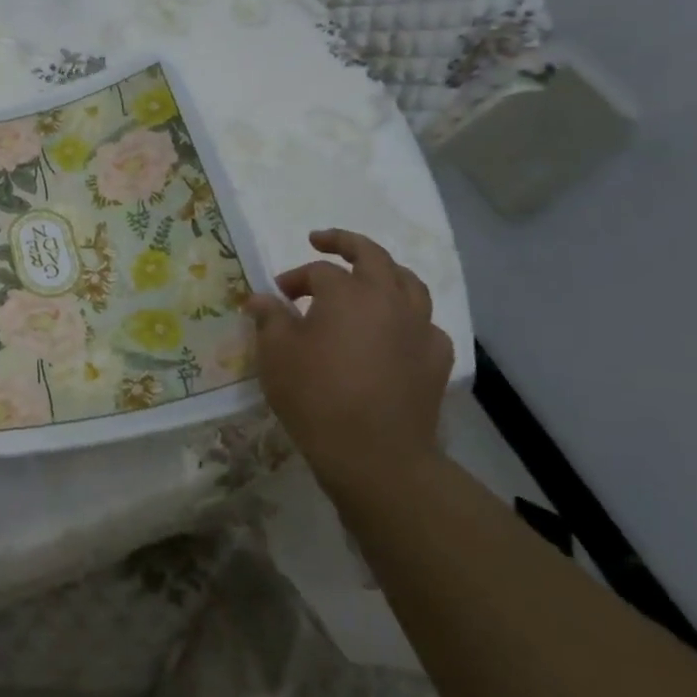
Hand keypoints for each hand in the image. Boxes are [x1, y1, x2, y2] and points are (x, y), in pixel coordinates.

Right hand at [244, 229, 453, 497]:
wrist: (375, 455)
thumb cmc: (315, 396)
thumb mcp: (276, 354)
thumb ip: (269, 318)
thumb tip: (260, 299)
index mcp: (348, 293)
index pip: (319, 271)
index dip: (295, 278)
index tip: (277, 296)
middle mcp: (389, 300)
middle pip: (373, 256)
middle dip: (345, 243)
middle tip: (322, 241)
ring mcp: (419, 329)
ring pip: (409, 283)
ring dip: (384, 273)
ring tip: (367, 278)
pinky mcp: (436, 359)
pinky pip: (424, 323)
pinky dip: (407, 317)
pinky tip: (393, 331)